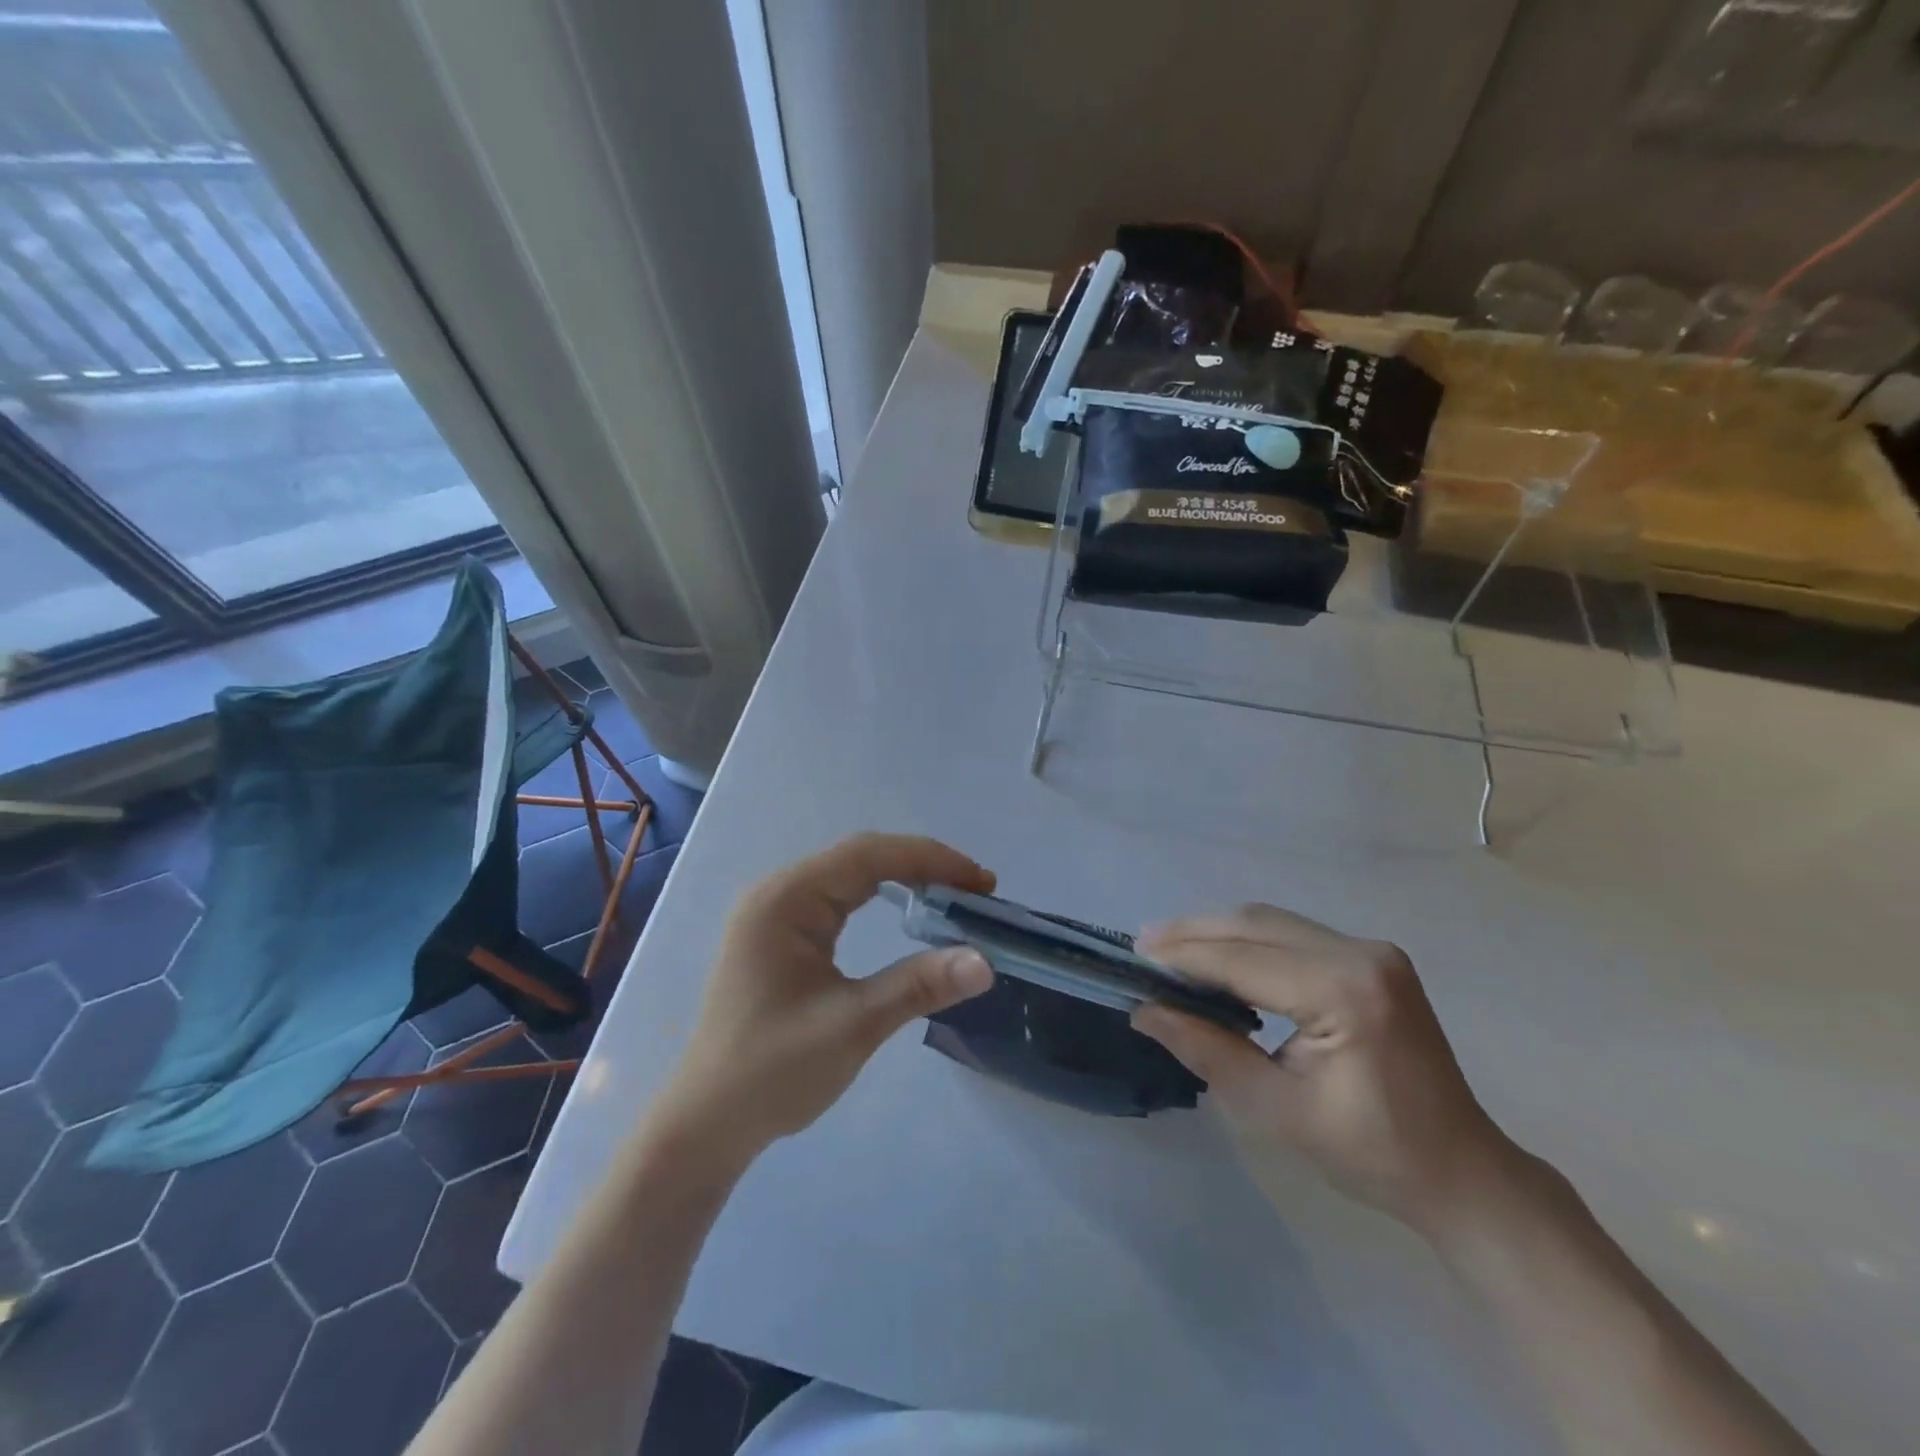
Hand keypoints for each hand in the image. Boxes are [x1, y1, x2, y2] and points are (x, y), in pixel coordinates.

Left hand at [653, 834, 995, 1163]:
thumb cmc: (773, 1072)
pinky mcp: (781, 935)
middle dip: (922, 866)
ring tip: (953, 896)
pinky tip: (907, 911)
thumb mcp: (853, 1027)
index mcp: (786, 900)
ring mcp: (776, 912)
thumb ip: (918, 985)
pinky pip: (839, 898)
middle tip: (976, 890)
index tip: (980, 881)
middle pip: (860, 857)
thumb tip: (985, 961)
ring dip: (904, 878)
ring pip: (851, 875)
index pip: (868, 855)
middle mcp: (778, 893)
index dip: (930, 859)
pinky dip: (880, 897)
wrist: (706, 1124)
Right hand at [1134, 904, 1518, 1235]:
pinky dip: (1248, 942)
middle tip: (1143, 945)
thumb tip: (1145, 1012)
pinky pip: (1292, 935)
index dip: (1184, 957)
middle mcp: (1361, 953)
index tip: (1135, 956)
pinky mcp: (1371, 958)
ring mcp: (1371, 950)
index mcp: (1346, 991)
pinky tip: (1219, 957)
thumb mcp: (1277, 1110)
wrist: (1463, 1172)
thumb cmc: (1372, 1153)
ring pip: (1272, 922)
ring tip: (1168, 948)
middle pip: (1256, 925)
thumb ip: (1207, 1051)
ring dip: (1218, 932)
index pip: (1244, 960)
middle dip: (1194, 932)